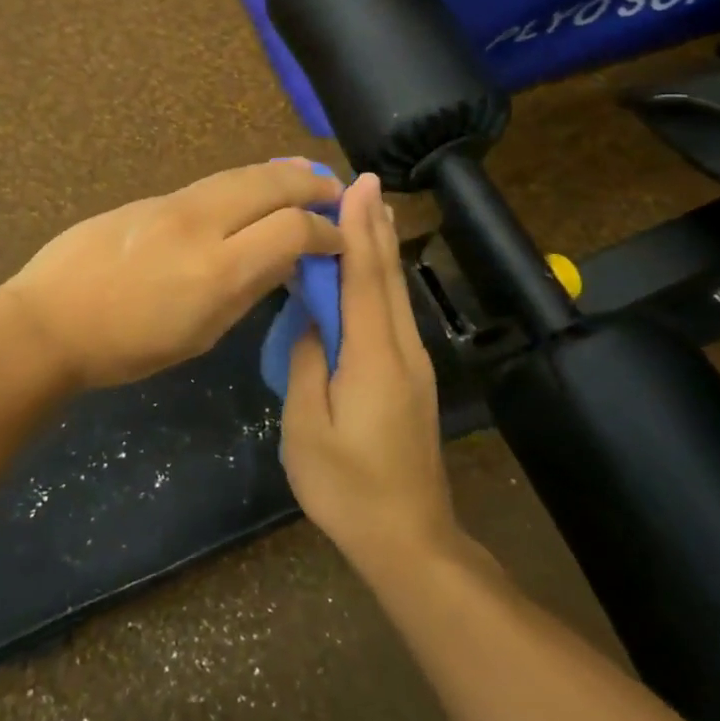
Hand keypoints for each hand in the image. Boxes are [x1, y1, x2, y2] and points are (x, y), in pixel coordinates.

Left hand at [0, 159, 344, 390]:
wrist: (49, 320)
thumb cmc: (125, 347)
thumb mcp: (198, 336)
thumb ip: (245, 292)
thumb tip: (280, 262)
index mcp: (217, 270)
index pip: (293, 229)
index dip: (326, 231)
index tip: (339, 241)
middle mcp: (200, 224)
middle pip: (271, 184)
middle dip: (312, 185)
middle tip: (336, 190)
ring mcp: (170, 204)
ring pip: (239, 175)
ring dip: (278, 175)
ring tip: (302, 177)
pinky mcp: (147, 198)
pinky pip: (208, 184)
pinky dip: (242, 183)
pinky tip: (248, 192)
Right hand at [281, 173, 459, 571]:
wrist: (408, 538)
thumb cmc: (347, 487)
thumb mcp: (308, 427)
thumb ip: (308, 364)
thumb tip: (311, 321)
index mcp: (373, 357)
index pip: (365, 279)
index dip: (358, 230)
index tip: (354, 185)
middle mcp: (401, 350)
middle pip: (386, 277)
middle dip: (374, 226)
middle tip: (363, 181)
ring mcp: (411, 365)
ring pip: (394, 294)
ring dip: (380, 248)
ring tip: (369, 210)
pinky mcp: (410, 379)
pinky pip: (392, 314)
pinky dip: (380, 280)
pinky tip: (371, 272)